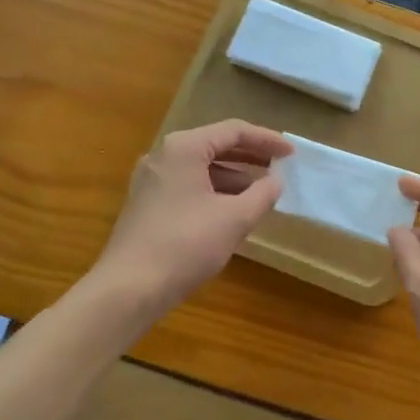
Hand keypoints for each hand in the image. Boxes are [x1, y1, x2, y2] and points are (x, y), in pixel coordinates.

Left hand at [90, 121, 292, 321]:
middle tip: (279, 167)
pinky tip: (231, 210)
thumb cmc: (186, 245)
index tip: (291, 154)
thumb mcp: (235, 219)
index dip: (266, 140)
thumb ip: (262, 194)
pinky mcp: (146, 203)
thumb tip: (276, 181)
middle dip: (250, 156)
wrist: (129, 288)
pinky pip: (188, 185)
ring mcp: (151, 180)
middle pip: (215, 145)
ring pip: (201, 167)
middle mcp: (163, 155)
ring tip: (260, 192)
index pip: (233, 131)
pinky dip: (213, 191)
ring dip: (233, 176)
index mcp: (184, 148)